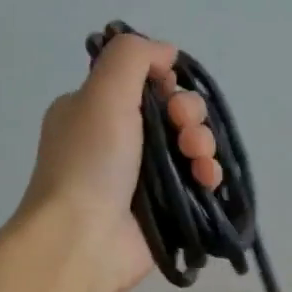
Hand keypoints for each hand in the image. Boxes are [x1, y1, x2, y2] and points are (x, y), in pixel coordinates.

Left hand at [17, 32, 221, 291]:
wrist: (84, 239)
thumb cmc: (91, 162)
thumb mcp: (102, 92)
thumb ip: (133, 57)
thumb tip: (166, 51)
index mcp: (94, 109)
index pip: (142, 81)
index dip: (166, 82)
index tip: (168, 92)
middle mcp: (117, 139)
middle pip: (172, 112)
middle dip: (189, 114)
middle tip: (184, 128)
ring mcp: (141, 175)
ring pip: (189, 145)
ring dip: (203, 144)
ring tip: (199, 159)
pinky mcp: (164, 206)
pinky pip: (196, 179)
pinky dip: (207, 174)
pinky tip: (207, 179)